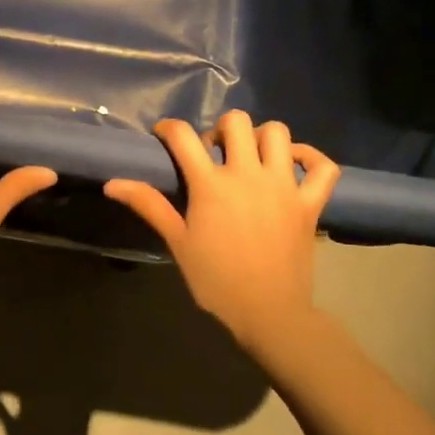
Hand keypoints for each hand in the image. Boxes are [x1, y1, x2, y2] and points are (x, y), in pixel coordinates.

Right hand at [104, 111, 338, 352]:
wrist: (269, 314)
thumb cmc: (216, 280)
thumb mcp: (178, 241)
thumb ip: (149, 205)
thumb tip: (112, 183)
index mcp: (211, 184)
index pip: (184, 136)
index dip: (169, 128)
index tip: (164, 137)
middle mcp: (249, 174)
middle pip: (236, 121)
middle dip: (219, 129)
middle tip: (212, 153)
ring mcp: (284, 186)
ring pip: (278, 133)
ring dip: (261, 138)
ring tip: (250, 157)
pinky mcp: (310, 202)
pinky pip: (323, 166)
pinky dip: (310, 157)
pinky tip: (293, 164)